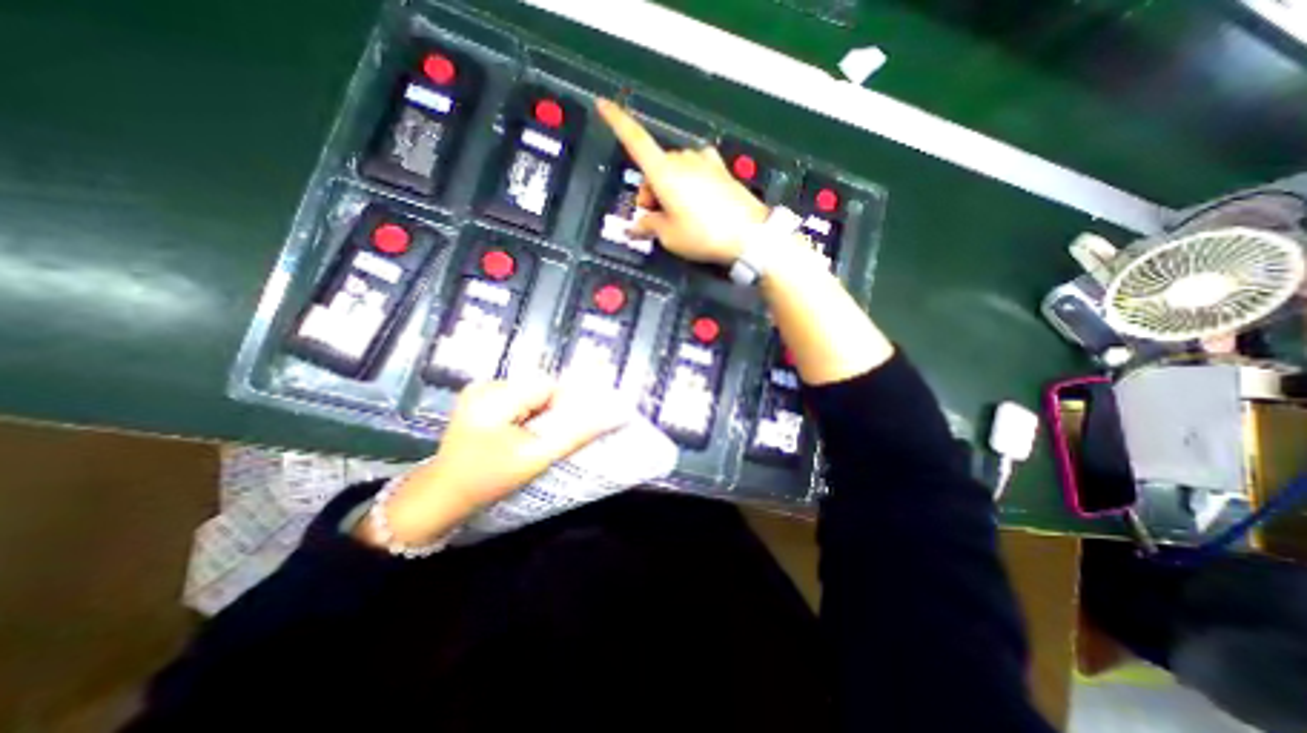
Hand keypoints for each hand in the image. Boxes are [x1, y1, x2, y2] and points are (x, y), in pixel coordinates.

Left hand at [351, 379, 625, 543]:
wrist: (442, 496)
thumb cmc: (489, 478)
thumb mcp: (537, 458)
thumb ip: (576, 434)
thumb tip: (615, 414)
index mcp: (495, 395)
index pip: (549, 385)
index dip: (565, 405)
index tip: (561, 431)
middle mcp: (486, 384)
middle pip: (539, 387)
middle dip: (550, 411)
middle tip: (542, 440)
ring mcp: (479, 390)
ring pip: (529, 393)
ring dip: (538, 413)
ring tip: (527, 439)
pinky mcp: (478, 399)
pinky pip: (516, 398)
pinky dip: (525, 413)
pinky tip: (516, 434)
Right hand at [595, 98, 766, 266]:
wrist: (749, 235)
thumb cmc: (704, 235)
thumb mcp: (670, 237)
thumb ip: (649, 226)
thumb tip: (639, 225)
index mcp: (665, 172)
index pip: (635, 140)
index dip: (617, 121)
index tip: (603, 104)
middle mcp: (683, 160)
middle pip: (655, 165)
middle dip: (650, 190)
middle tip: (653, 218)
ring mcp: (704, 162)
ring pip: (675, 168)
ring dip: (668, 187)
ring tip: (677, 215)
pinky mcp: (720, 169)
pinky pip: (695, 169)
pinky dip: (687, 182)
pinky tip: (695, 200)